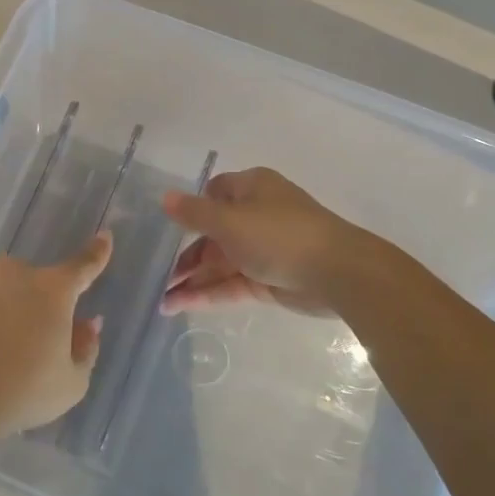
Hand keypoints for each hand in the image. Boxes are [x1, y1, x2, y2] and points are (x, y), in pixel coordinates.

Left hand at [0, 233, 113, 440]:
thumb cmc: (23, 391)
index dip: (97, 253)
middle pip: (36, 285)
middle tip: (35, 344)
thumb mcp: (71, 382)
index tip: (104, 237)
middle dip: (39, 306)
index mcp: (53, 290)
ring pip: (1, 294)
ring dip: (5, 313)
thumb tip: (87, 324)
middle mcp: (14, 275)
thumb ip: (85, 348)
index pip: (83, 266)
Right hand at [161, 168, 384, 316]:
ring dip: (191, 279)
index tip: (166, 227)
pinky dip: (206, 294)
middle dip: (185, 254)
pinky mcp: (268, 280)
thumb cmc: (279, 235)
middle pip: (213, 233)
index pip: (214, 192)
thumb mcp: (229, 221)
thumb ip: (194, 213)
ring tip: (161, 299)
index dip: (191, 208)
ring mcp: (263, 249)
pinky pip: (230, 284)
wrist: (338, 273)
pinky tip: (178, 306)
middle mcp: (256, 215)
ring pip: (219, 263)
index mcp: (251, 189)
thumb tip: (164, 198)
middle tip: (156, 274)